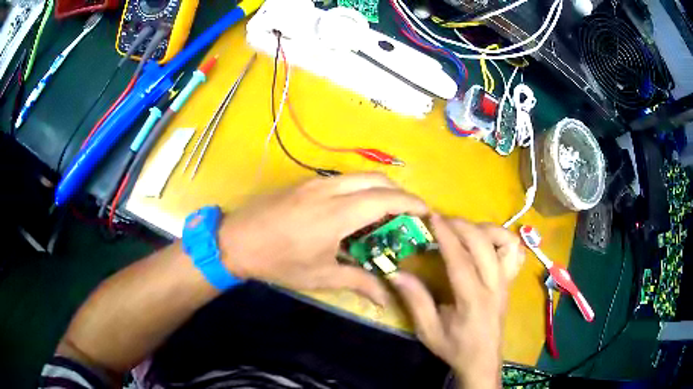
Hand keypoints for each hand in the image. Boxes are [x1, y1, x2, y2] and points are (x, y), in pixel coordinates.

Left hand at [219, 173, 427, 304]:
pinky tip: (355, 209)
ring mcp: (315, 182)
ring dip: (379, 188)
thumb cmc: (278, 261)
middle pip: (376, 179)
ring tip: (385, 211)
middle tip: (409, 213)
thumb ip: (358, 283)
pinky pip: (342, 179)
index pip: (385, 199)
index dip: (411, 203)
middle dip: (399, 192)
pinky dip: (359, 188)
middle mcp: (330, 190)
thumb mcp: (320, 276)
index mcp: (337, 214)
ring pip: (359, 175)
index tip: (427, 212)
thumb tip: (386, 298)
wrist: (236, 240)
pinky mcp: (305, 182)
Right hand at [389, 215, 523, 388]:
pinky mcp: (510, 281)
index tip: (433, 217)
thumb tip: (397, 273)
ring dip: (482, 229)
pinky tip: (484, 241)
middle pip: (484, 244)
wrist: (483, 360)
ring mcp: (506, 282)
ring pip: (503, 242)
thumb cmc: (455, 348)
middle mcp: (495, 286)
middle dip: (462, 225)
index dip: (447, 236)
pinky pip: (513, 251)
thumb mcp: (429, 331)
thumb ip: (416, 301)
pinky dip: (500, 238)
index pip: (462, 261)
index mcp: (473, 301)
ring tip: (462, 230)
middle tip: (442, 220)